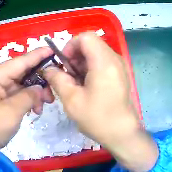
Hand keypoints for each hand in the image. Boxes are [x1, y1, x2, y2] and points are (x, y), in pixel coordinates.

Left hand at [0, 47, 54, 170]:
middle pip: (22, 72)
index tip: (55, 49)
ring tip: (45, 105)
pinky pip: (16, 93)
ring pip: (21, 83)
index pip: (21, 61)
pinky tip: (35, 109)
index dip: (39, 55)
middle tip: (54, 92)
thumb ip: (29, 95)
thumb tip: (40, 87)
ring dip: (34, 92)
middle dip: (39, 80)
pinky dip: (26, 99)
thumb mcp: (12, 112)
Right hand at [44, 33, 157, 171]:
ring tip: (74, 83)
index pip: (85, 37)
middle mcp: (115, 59)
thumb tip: (48, 69)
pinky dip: (89, 68)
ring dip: (81, 63)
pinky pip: (102, 62)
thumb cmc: (97, 118)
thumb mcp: (71, 99)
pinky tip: (85, 86)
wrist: (122, 134)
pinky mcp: (120, 74)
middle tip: (67, 75)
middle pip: (90, 44)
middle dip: (74, 56)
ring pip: (95, 53)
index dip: (70, 46)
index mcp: (104, 62)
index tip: (63, 63)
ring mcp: (119, 66)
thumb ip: (57, 79)